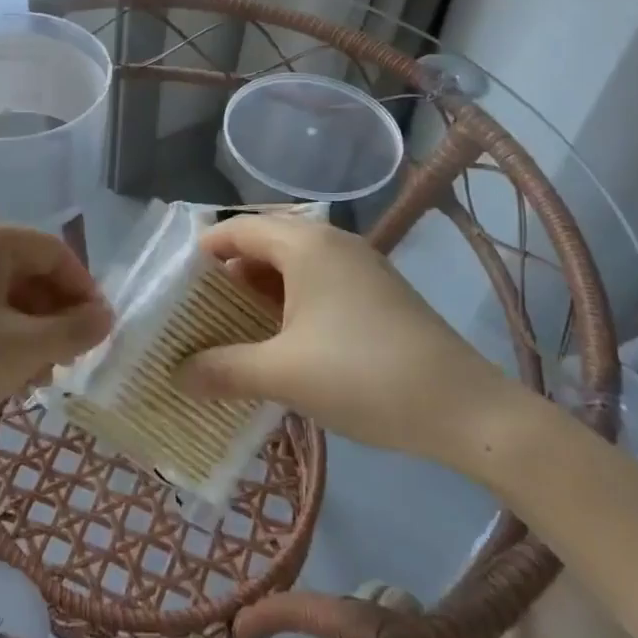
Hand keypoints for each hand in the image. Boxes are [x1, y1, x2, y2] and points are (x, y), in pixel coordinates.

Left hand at [0, 217, 110, 461]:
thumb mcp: (24, 350)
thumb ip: (75, 330)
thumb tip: (106, 317)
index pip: (56, 252)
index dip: (84, 291)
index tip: (99, 333)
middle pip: (27, 271)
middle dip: (54, 316)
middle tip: (67, 361)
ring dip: (27, 331)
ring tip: (34, 378)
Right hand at [173, 214, 524, 472]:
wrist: (465, 409)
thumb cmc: (363, 376)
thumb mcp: (283, 374)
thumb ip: (223, 369)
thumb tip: (176, 374)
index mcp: (305, 244)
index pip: (237, 229)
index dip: (201, 253)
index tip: (173, 288)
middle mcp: (331, 243)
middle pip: (263, 244)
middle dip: (227, 278)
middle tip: (195, 314)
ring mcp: (359, 266)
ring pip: (291, 267)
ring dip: (258, 295)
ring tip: (229, 332)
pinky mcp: (377, 293)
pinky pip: (317, 285)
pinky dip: (288, 305)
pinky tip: (278, 344)